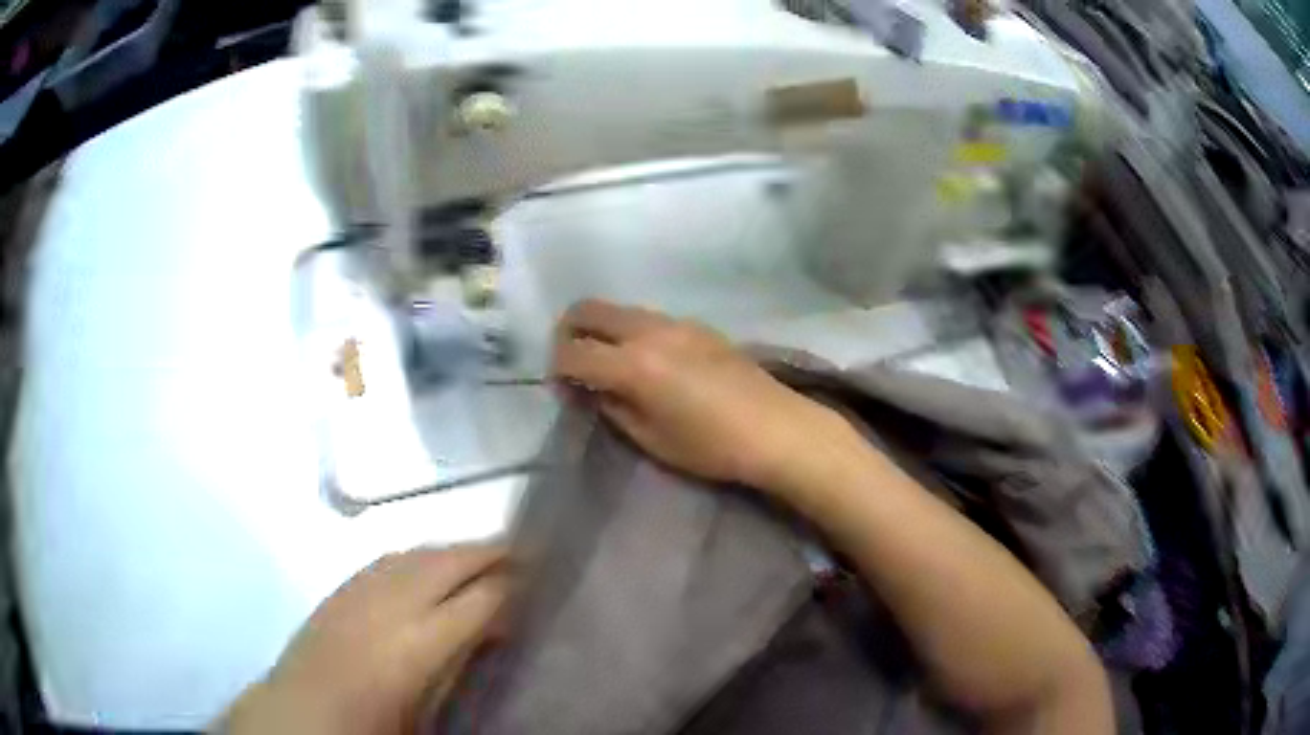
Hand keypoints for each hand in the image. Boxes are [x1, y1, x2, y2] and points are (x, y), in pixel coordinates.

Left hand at [221, 546, 507, 734]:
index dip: (515, 584)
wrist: (303, 709)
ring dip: (457, 549)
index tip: (541, 577)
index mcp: (422, 641)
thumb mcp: (432, 705)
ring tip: (484, 556)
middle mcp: (395, 601)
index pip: (483, 597)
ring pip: (422, 551)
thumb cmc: (376, 722)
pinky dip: (421, 554)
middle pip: (453, 560)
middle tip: (525, 553)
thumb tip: (493, 631)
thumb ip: (463, 663)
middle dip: (492, 552)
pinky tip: (430, 563)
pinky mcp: (345, 583)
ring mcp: (365, 586)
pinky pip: (392, 556)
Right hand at [551, 299, 842, 490]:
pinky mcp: (697, 325)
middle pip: (589, 309)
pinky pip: (648, 318)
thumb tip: (590, 389)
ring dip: (602, 330)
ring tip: (609, 364)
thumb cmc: (711, 446)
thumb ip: (612, 407)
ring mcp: (676, 322)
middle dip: (568, 331)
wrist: (776, 428)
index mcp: (634, 364)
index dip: (557, 368)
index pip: (573, 352)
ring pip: (619, 310)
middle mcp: (649, 331)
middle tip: (573, 363)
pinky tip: (647, 362)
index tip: (561, 387)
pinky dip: (631, 332)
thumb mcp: (651, 438)